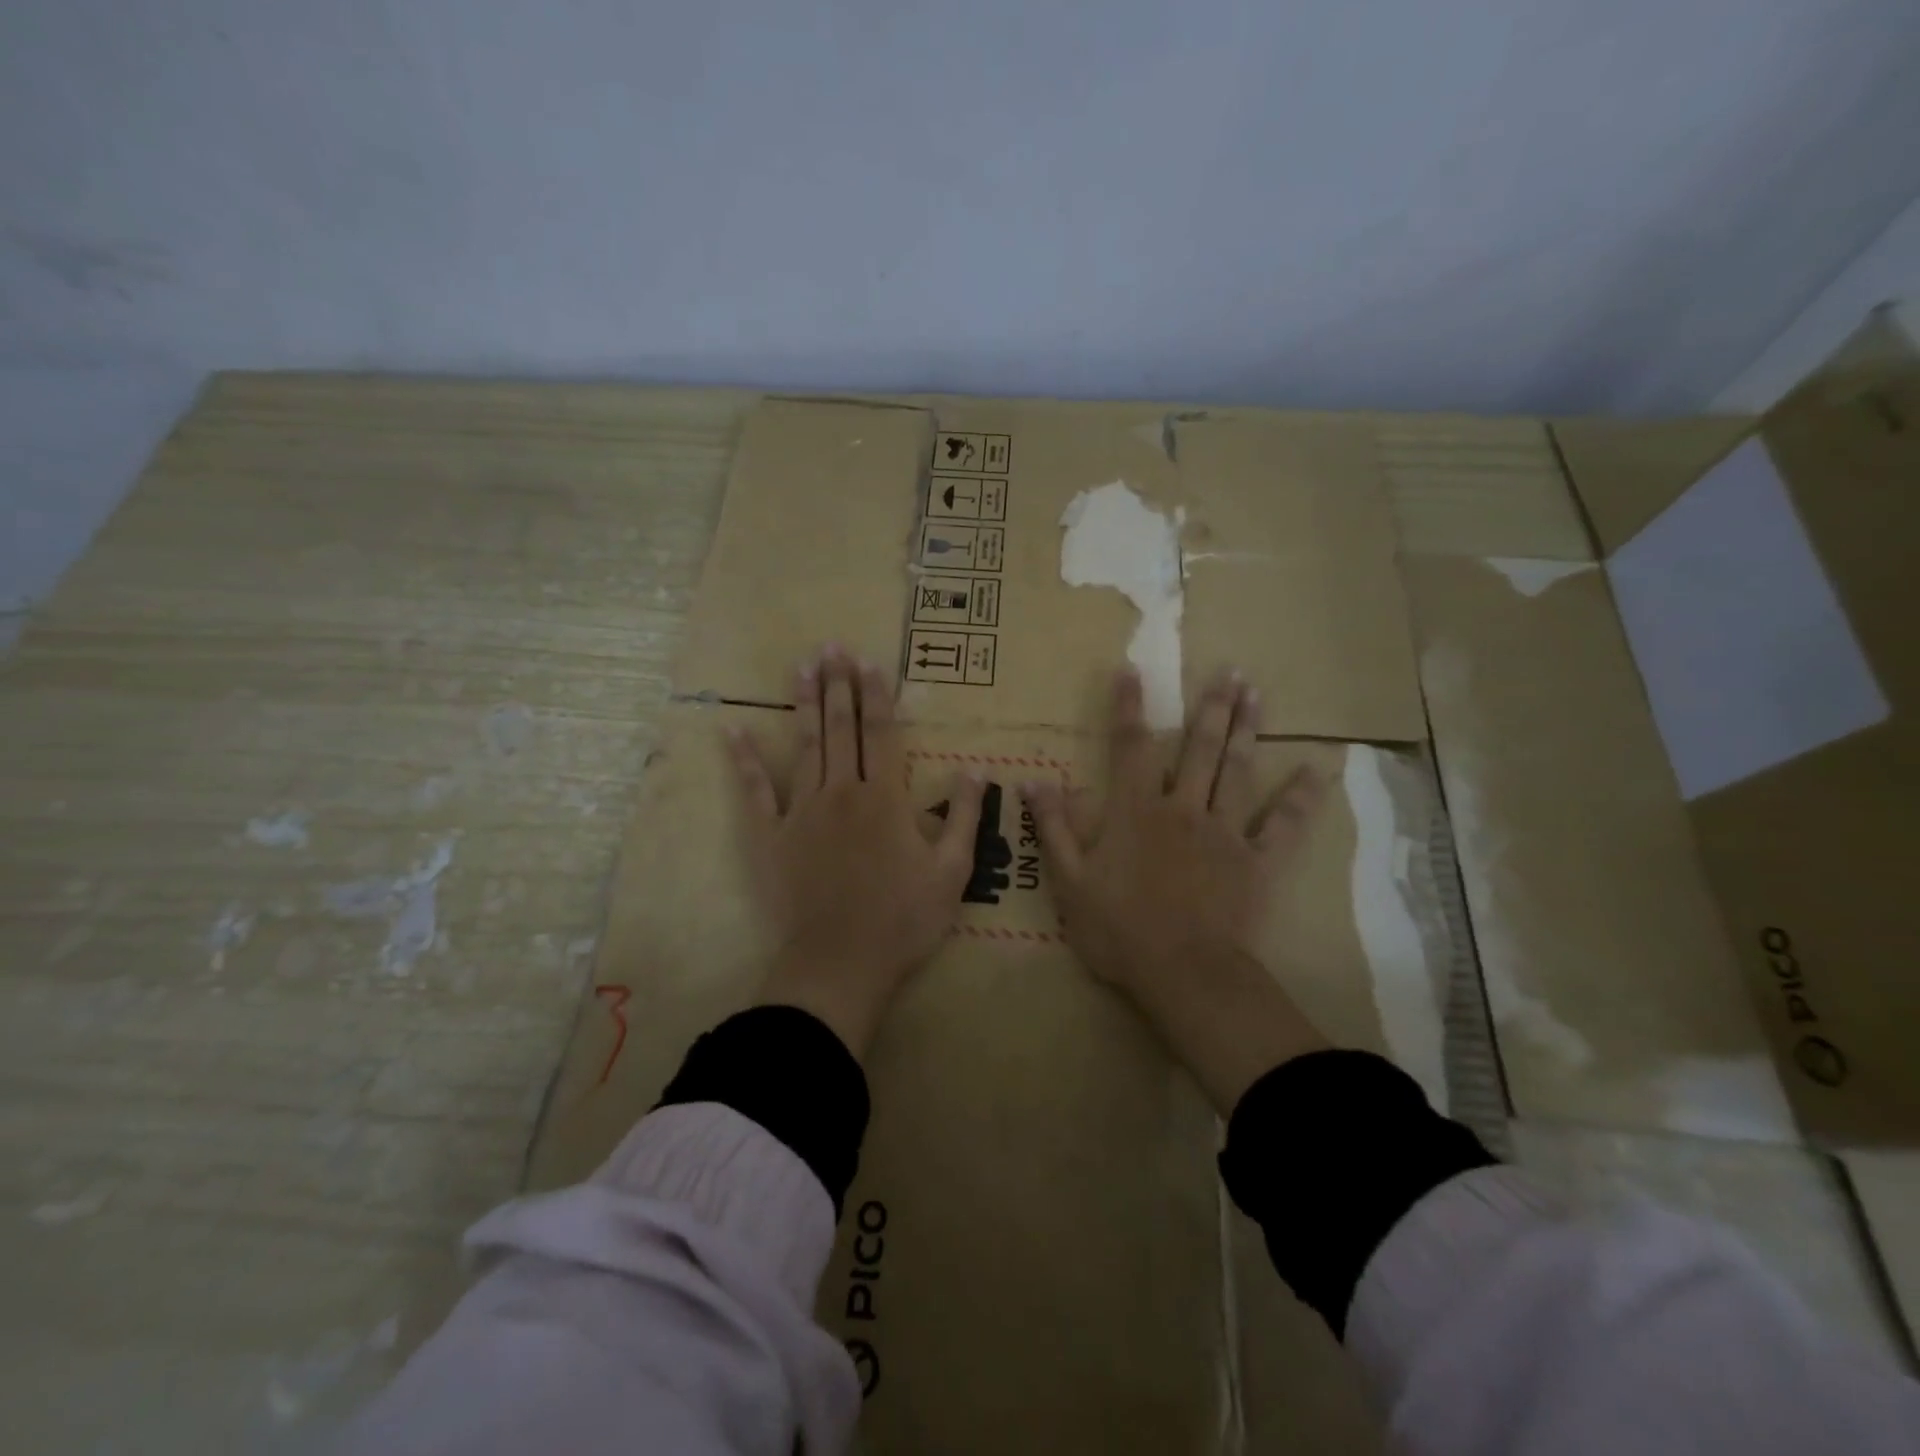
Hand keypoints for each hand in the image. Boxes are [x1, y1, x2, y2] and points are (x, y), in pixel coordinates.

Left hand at [728, 647, 985, 1058]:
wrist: (841, 963)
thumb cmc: (903, 919)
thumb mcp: (952, 872)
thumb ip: (963, 817)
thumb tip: (975, 771)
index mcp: (886, 799)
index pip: (881, 734)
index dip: (876, 695)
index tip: (869, 661)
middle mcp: (842, 792)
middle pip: (841, 729)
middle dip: (839, 685)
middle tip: (832, 647)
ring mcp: (802, 811)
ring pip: (805, 746)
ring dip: (804, 705)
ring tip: (801, 667)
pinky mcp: (772, 836)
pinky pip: (756, 792)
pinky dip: (744, 761)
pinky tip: (733, 731)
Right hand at [1023, 667, 1330, 1110]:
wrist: (1183, 973)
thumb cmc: (1118, 930)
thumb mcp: (1070, 882)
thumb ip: (1054, 828)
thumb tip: (1034, 782)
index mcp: (1136, 812)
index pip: (1130, 747)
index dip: (1129, 707)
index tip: (1132, 669)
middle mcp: (1182, 808)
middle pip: (1198, 748)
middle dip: (1210, 706)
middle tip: (1229, 670)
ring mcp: (1224, 832)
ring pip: (1237, 771)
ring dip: (1247, 730)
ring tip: (1256, 693)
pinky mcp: (1256, 862)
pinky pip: (1283, 825)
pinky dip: (1300, 798)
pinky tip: (1317, 771)